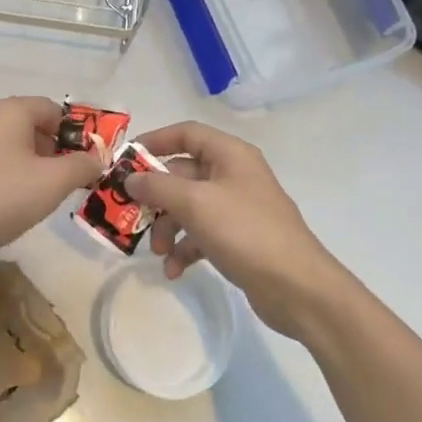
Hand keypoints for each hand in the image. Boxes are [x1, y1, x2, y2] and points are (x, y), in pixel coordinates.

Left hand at [0, 96, 105, 264]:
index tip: (86, 163)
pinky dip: (10, 175)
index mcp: (9, 110)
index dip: (75, 134)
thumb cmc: (3, 197)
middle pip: (33, 126)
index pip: (54, 109)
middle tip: (68, 181)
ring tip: (43, 195)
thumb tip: (96, 159)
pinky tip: (13, 202)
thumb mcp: (54, 182)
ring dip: (34, 165)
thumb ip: (83, 166)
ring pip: (13, 145)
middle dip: (55, 151)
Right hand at [128, 120, 348, 337]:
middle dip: (155, 198)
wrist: (296, 287)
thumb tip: (130, 178)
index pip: (186, 134)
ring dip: (167, 228)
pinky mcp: (238, 238)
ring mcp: (237, 208)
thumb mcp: (195, 204)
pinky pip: (200, 234)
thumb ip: (157, 187)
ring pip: (188, 207)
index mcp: (230, 155)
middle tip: (129, 216)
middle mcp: (233, 175)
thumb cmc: (245, 232)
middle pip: (181, 174)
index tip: (125, 161)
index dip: (154, 141)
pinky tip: (174, 270)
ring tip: (158, 253)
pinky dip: (184, 248)